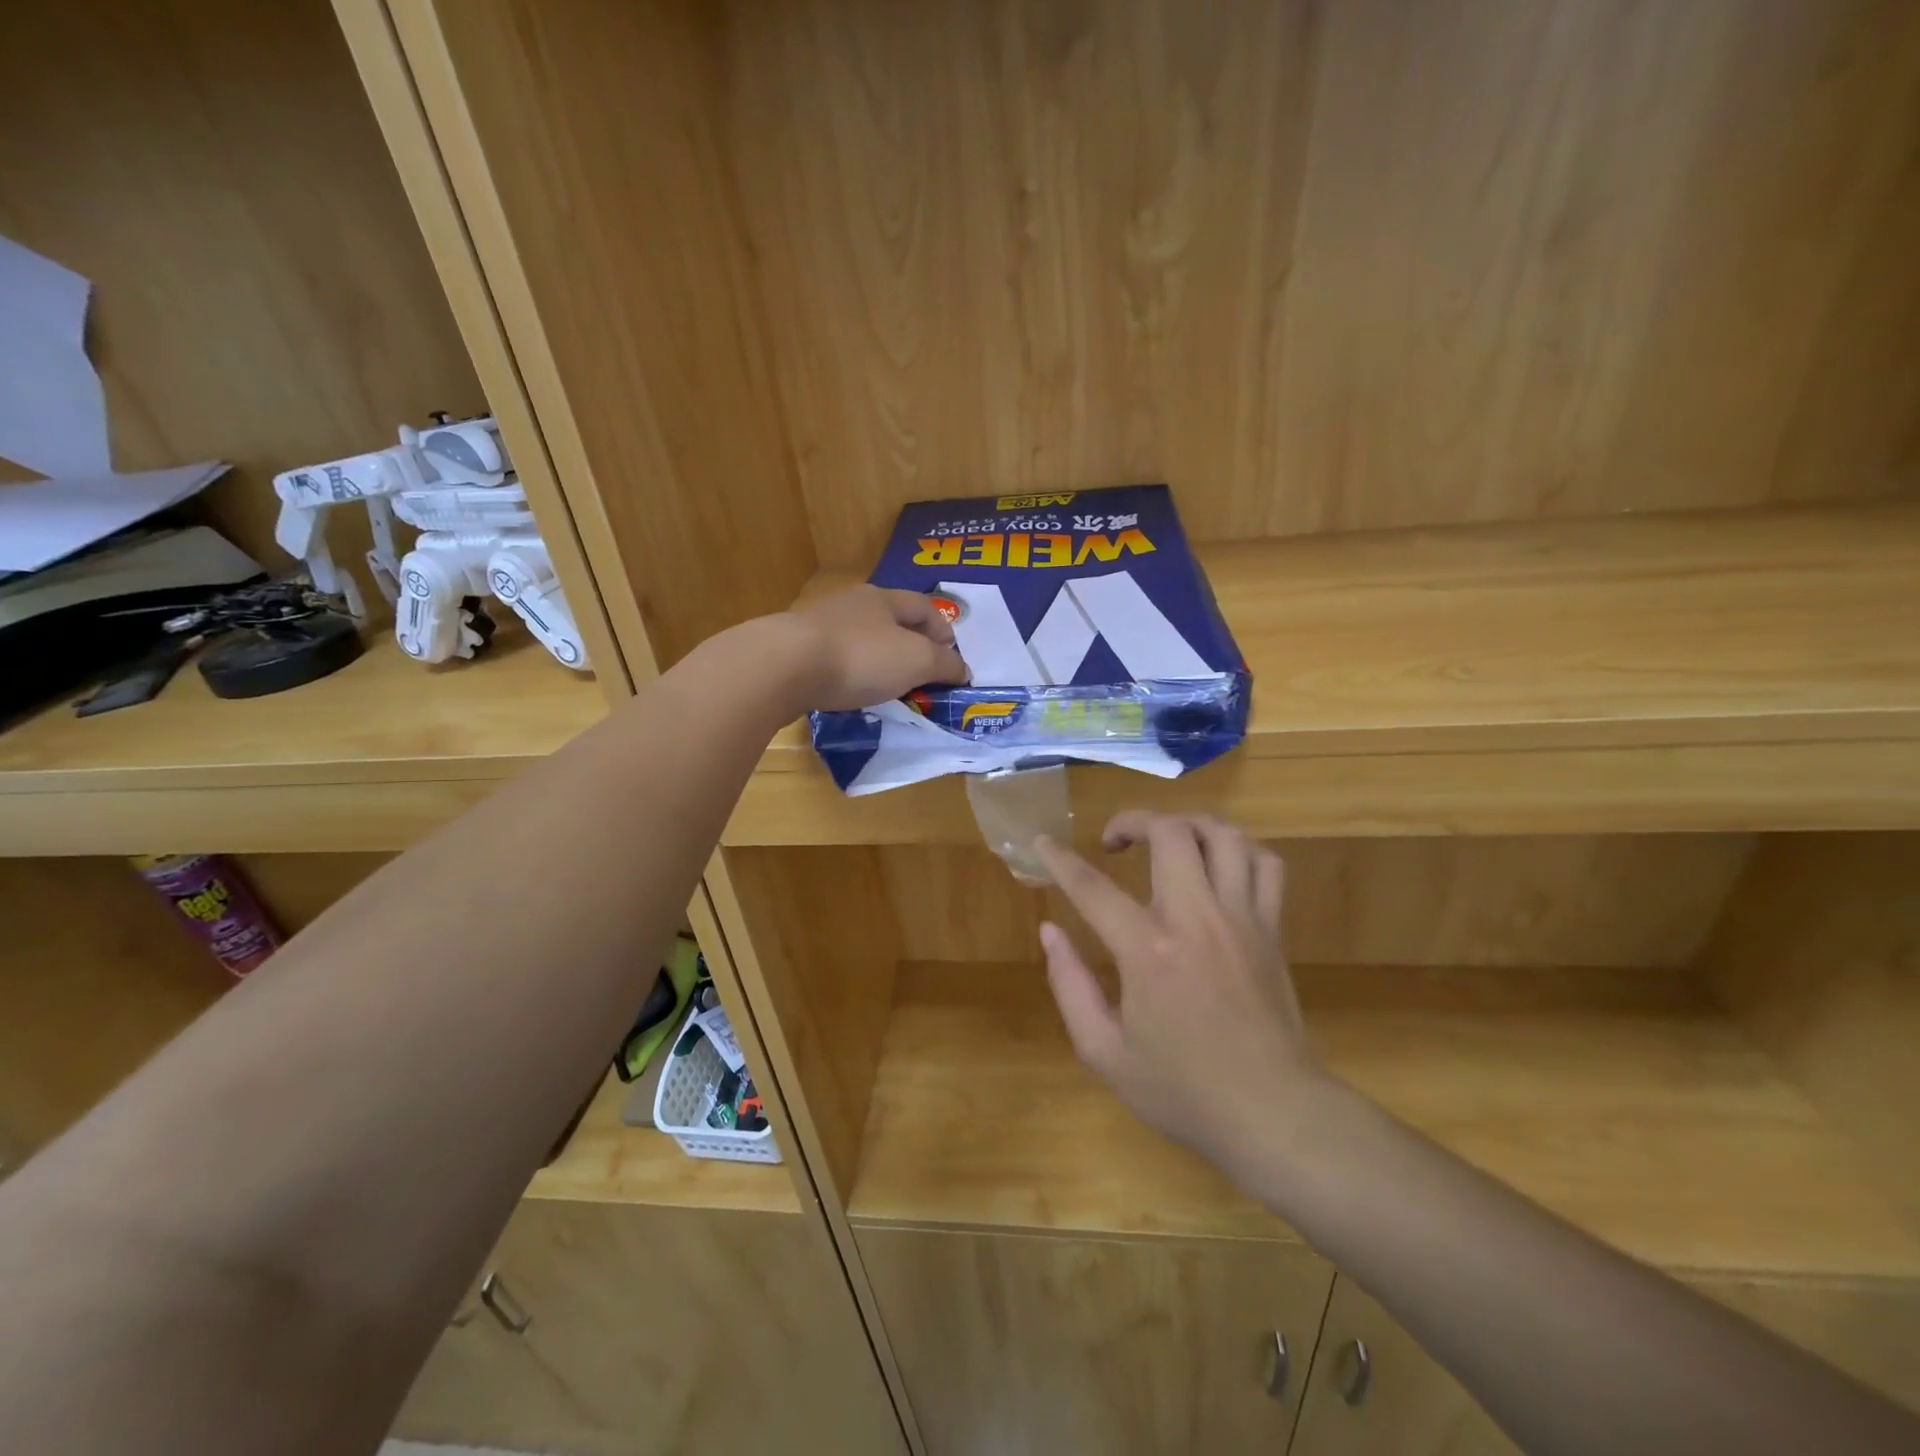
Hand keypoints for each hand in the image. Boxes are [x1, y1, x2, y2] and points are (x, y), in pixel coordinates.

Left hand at [782, 586, 969, 710]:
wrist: (785, 666)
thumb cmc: (861, 657)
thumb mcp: (916, 662)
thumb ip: (944, 665)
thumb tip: (963, 669)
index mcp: (884, 599)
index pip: (924, 607)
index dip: (943, 629)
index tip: (951, 656)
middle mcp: (852, 603)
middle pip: (890, 619)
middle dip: (910, 642)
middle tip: (921, 671)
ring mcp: (820, 623)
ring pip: (860, 637)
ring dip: (878, 657)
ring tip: (887, 684)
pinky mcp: (796, 647)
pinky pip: (835, 656)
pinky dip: (850, 670)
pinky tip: (850, 688)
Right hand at [1036, 812, 1322, 1175]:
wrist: (1273, 1114)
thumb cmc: (1182, 1089)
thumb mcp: (1104, 1053)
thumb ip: (1070, 986)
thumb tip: (1050, 932)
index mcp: (1148, 951)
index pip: (1093, 888)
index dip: (1060, 859)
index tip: (1042, 841)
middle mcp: (1196, 919)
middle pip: (1170, 833)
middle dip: (1133, 821)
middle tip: (1114, 842)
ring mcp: (1241, 919)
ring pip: (1223, 836)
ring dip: (1187, 825)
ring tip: (1166, 841)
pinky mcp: (1271, 929)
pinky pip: (1266, 864)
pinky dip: (1239, 849)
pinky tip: (1218, 865)